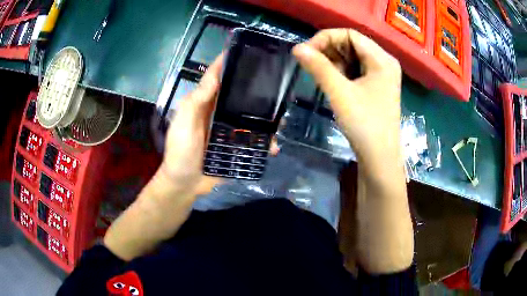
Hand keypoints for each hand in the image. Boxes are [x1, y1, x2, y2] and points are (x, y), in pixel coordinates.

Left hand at [161, 54, 279, 195]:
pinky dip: (265, 142)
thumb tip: (216, 74)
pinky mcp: (236, 146)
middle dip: (256, 90)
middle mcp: (219, 112)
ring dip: (265, 117)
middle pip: (239, 95)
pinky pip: (254, 140)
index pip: (219, 77)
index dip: (230, 63)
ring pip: (250, 117)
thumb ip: (197, 99)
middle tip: (276, 87)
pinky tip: (274, 145)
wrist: (186, 183)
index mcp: (206, 103)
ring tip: (281, 119)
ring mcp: (229, 130)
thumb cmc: (181, 150)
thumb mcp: (184, 122)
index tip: (248, 51)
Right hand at [293, 29, 401, 171]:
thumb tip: (297, 48)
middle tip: (311, 65)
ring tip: (321, 77)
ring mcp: (381, 75)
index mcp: (382, 59)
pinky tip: (333, 84)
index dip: (325, 38)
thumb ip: (318, 67)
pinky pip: (356, 70)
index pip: (350, 34)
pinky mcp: (376, 87)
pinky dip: (341, 73)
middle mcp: (384, 62)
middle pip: (352, 44)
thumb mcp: (340, 93)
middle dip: (329, 51)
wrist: (379, 159)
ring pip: (352, 57)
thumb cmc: (364, 125)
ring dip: (333, 62)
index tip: (306, 52)